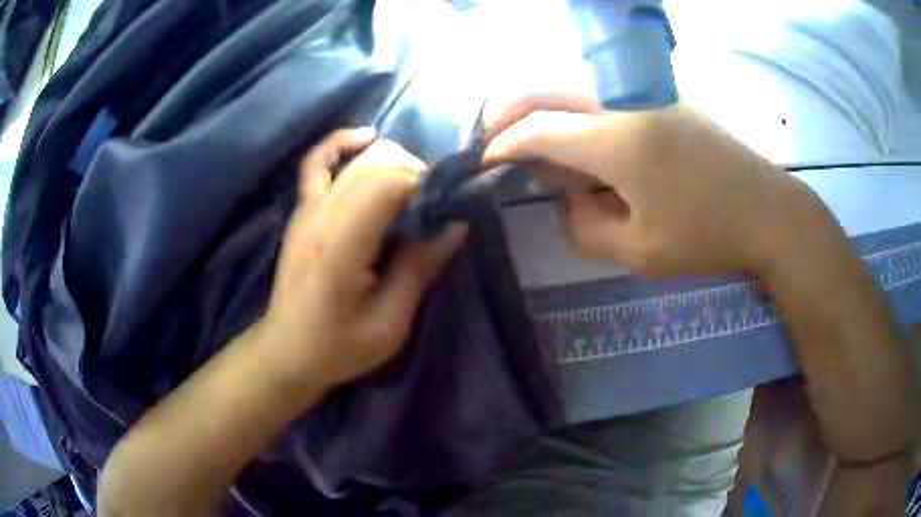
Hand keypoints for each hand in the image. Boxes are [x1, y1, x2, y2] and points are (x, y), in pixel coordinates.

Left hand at [258, 128, 466, 395]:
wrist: (287, 351)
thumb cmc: (338, 347)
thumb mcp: (390, 323)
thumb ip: (420, 268)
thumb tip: (456, 225)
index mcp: (341, 246)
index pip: (388, 183)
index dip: (425, 187)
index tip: (445, 210)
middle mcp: (320, 216)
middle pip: (377, 164)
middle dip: (416, 174)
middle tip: (434, 206)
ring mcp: (307, 208)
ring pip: (359, 159)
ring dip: (395, 164)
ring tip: (414, 191)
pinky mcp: (301, 210)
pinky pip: (317, 161)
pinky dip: (342, 143)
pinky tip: (368, 138)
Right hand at [484, 94, 826, 275]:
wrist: (768, 210)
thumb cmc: (707, 236)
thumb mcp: (638, 251)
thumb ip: (583, 225)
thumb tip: (564, 197)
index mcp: (619, 141)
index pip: (539, 129)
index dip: (503, 143)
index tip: (484, 160)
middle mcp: (626, 101)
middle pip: (545, 86)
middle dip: (507, 109)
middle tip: (493, 138)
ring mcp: (647, 91)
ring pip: (571, 81)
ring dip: (540, 104)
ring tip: (532, 140)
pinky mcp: (663, 94)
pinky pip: (601, 89)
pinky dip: (573, 105)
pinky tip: (580, 136)